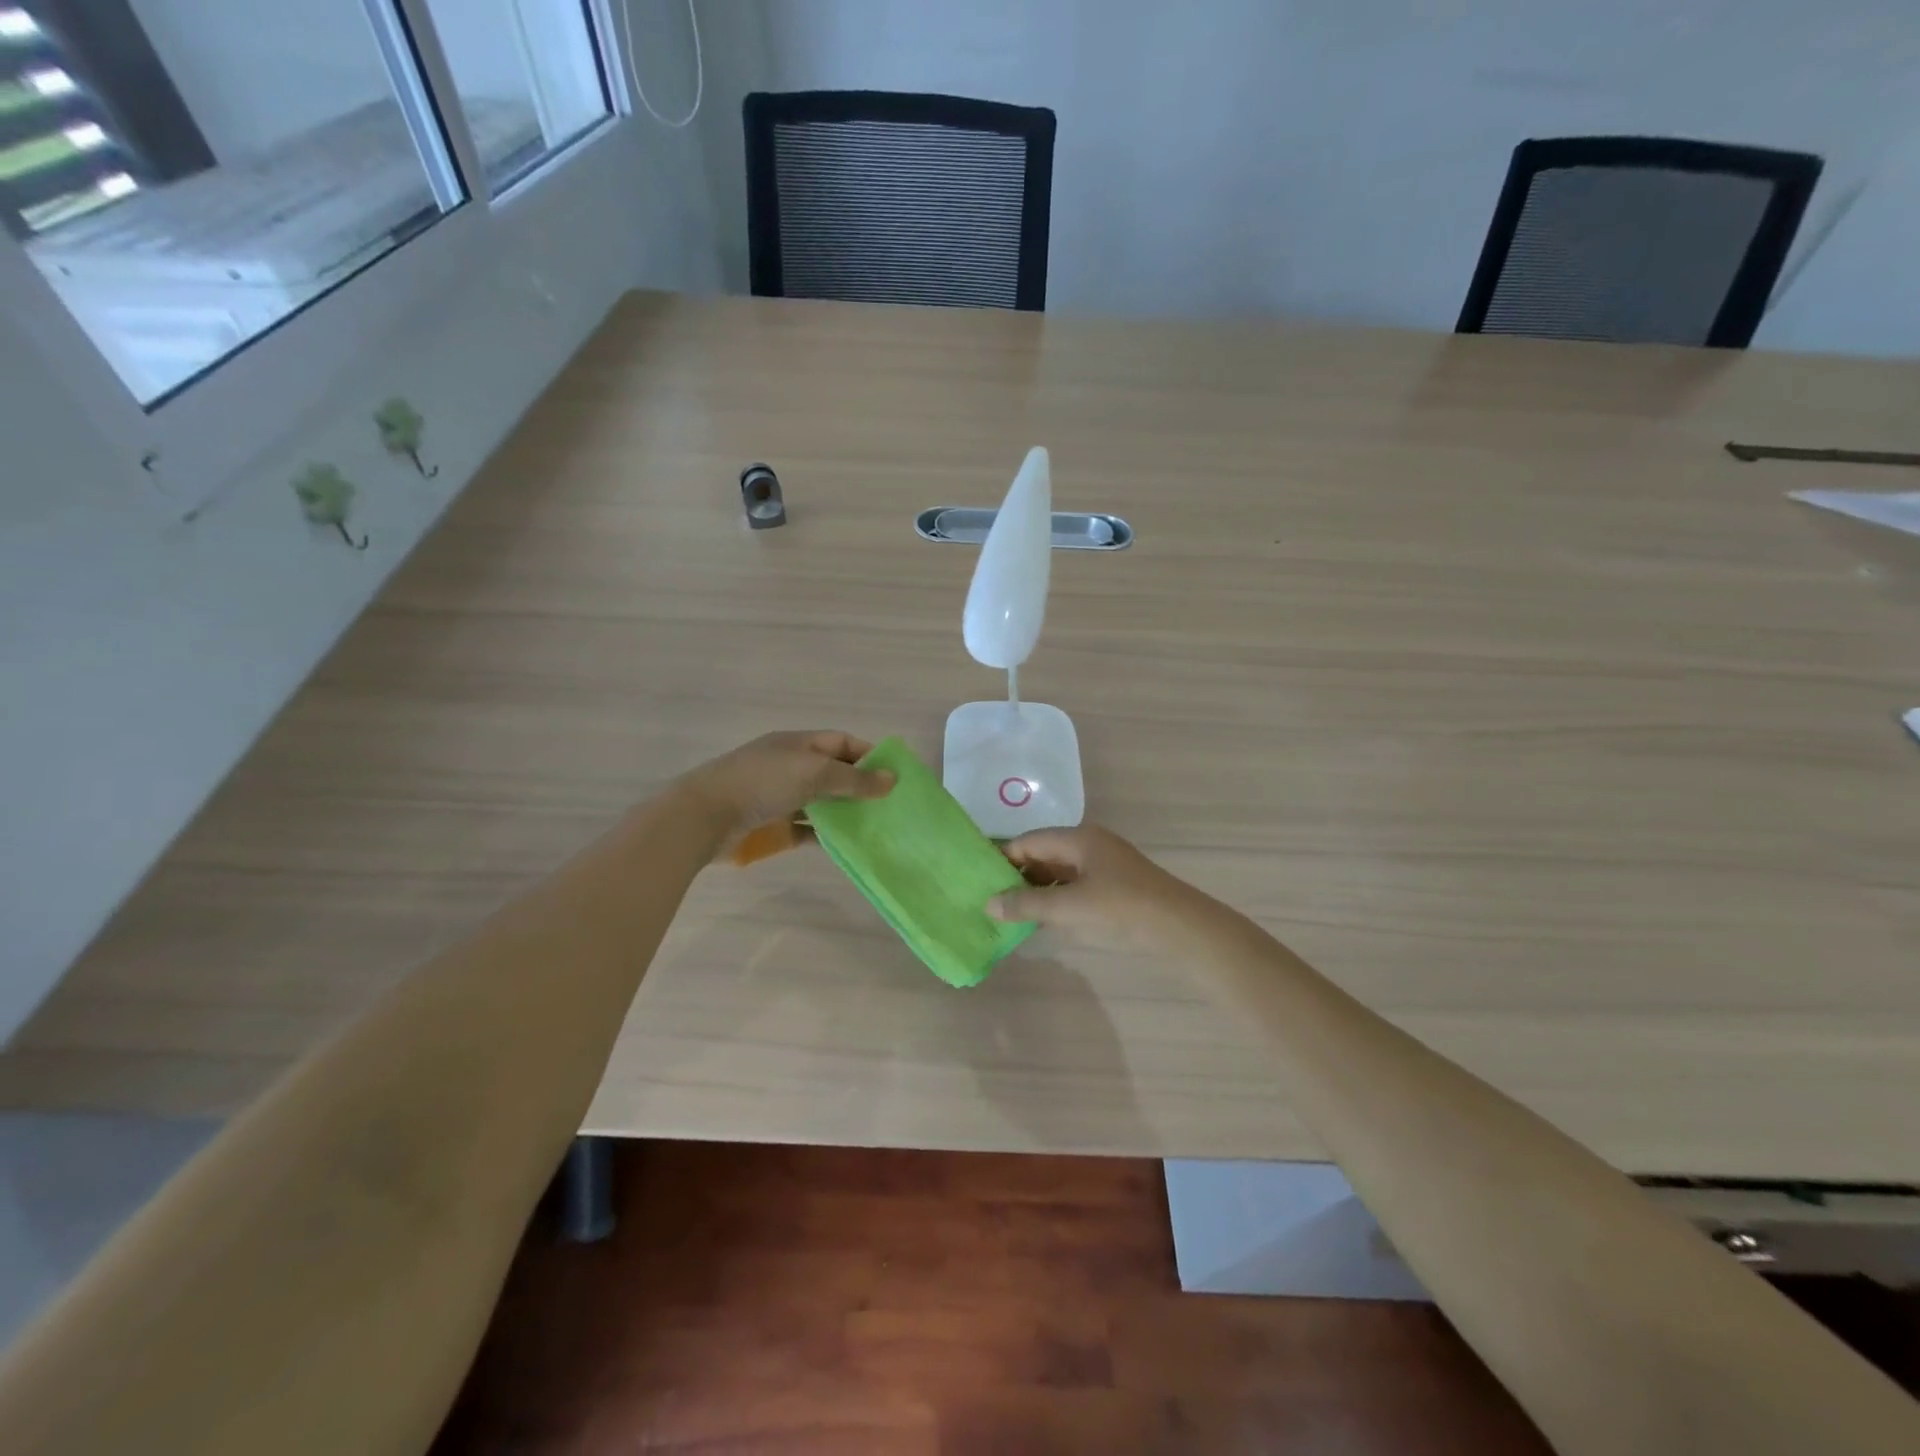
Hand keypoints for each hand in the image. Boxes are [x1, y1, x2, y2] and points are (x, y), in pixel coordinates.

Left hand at [681, 730, 893, 844]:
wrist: (704, 816)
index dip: (868, 756)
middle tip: (890, 806)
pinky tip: (844, 845)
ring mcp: (779, 796)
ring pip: (821, 802)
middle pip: (833, 773)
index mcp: (798, 744)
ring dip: (844, 812)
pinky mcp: (770, 825)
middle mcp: (790, 766)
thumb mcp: (814, 773)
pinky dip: (824, 834)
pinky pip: (805, 828)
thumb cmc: (762, 783)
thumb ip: (854, 779)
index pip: (842, 743)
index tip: (894, 777)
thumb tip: (892, 779)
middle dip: (860, 787)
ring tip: (874, 827)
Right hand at [987, 826, 1194, 942]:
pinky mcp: (1114, 886)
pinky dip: (1055, 898)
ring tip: (1009, 911)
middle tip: (990, 898)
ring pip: (1059, 872)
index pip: (1029, 841)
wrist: (1181, 927)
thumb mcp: (1070, 907)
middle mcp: (1089, 845)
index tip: (979, 879)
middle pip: (1043, 854)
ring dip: (1036, 889)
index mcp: (1079, 839)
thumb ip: (1027, 905)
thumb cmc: (1122, 908)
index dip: (1003, 858)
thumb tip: (989, 903)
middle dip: (1017, 875)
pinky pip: (1074, 885)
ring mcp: (1104, 865)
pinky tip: (1042, 918)